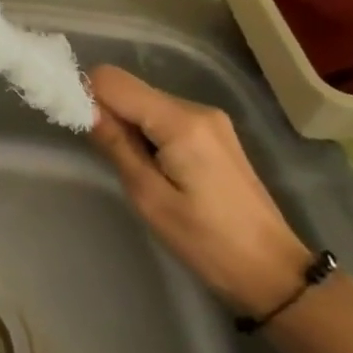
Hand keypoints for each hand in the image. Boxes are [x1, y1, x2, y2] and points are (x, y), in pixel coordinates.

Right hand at [86, 65, 311, 317]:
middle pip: (130, 89)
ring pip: (146, 102)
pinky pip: (164, 116)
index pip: (112, 80)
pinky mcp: (214, 133)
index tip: (78, 127)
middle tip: (104, 155)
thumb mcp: (150, 198)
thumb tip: (84, 107)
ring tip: (134, 169)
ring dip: (128, 125)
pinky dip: (147, 132)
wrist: (273, 272)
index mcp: (180, 121)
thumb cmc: (207, 242)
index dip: (86, 94)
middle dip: (107, 112)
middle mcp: (196, 108)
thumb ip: (116, 145)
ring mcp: (209, 119)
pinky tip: (154, 168)